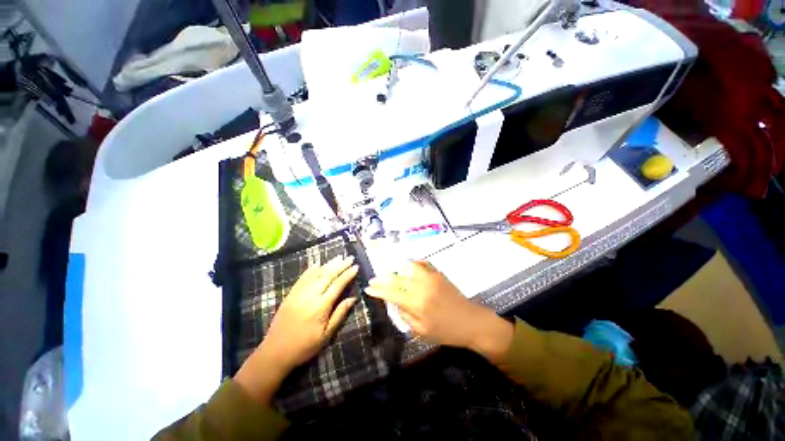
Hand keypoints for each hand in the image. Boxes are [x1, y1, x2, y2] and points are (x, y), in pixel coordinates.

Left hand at [234, 255, 358, 402]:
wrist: (275, 352)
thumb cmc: (304, 346)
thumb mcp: (326, 335)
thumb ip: (340, 314)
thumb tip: (353, 298)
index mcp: (321, 306)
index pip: (338, 285)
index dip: (347, 274)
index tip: (356, 267)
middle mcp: (310, 296)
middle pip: (328, 275)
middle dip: (340, 265)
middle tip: (350, 258)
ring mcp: (299, 293)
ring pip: (316, 274)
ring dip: (328, 264)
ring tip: (338, 257)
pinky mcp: (290, 294)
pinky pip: (302, 278)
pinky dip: (311, 269)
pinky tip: (318, 263)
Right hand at [365, 261, 512, 363]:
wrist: (471, 322)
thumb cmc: (446, 332)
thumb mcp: (421, 331)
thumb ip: (404, 315)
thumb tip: (394, 302)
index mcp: (416, 303)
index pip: (391, 293)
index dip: (377, 290)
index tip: (368, 288)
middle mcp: (421, 286)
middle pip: (396, 278)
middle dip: (382, 279)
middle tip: (373, 280)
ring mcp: (430, 277)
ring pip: (408, 266)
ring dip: (396, 268)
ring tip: (389, 272)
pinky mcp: (438, 273)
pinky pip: (422, 263)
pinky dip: (412, 264)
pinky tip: (408, 267)